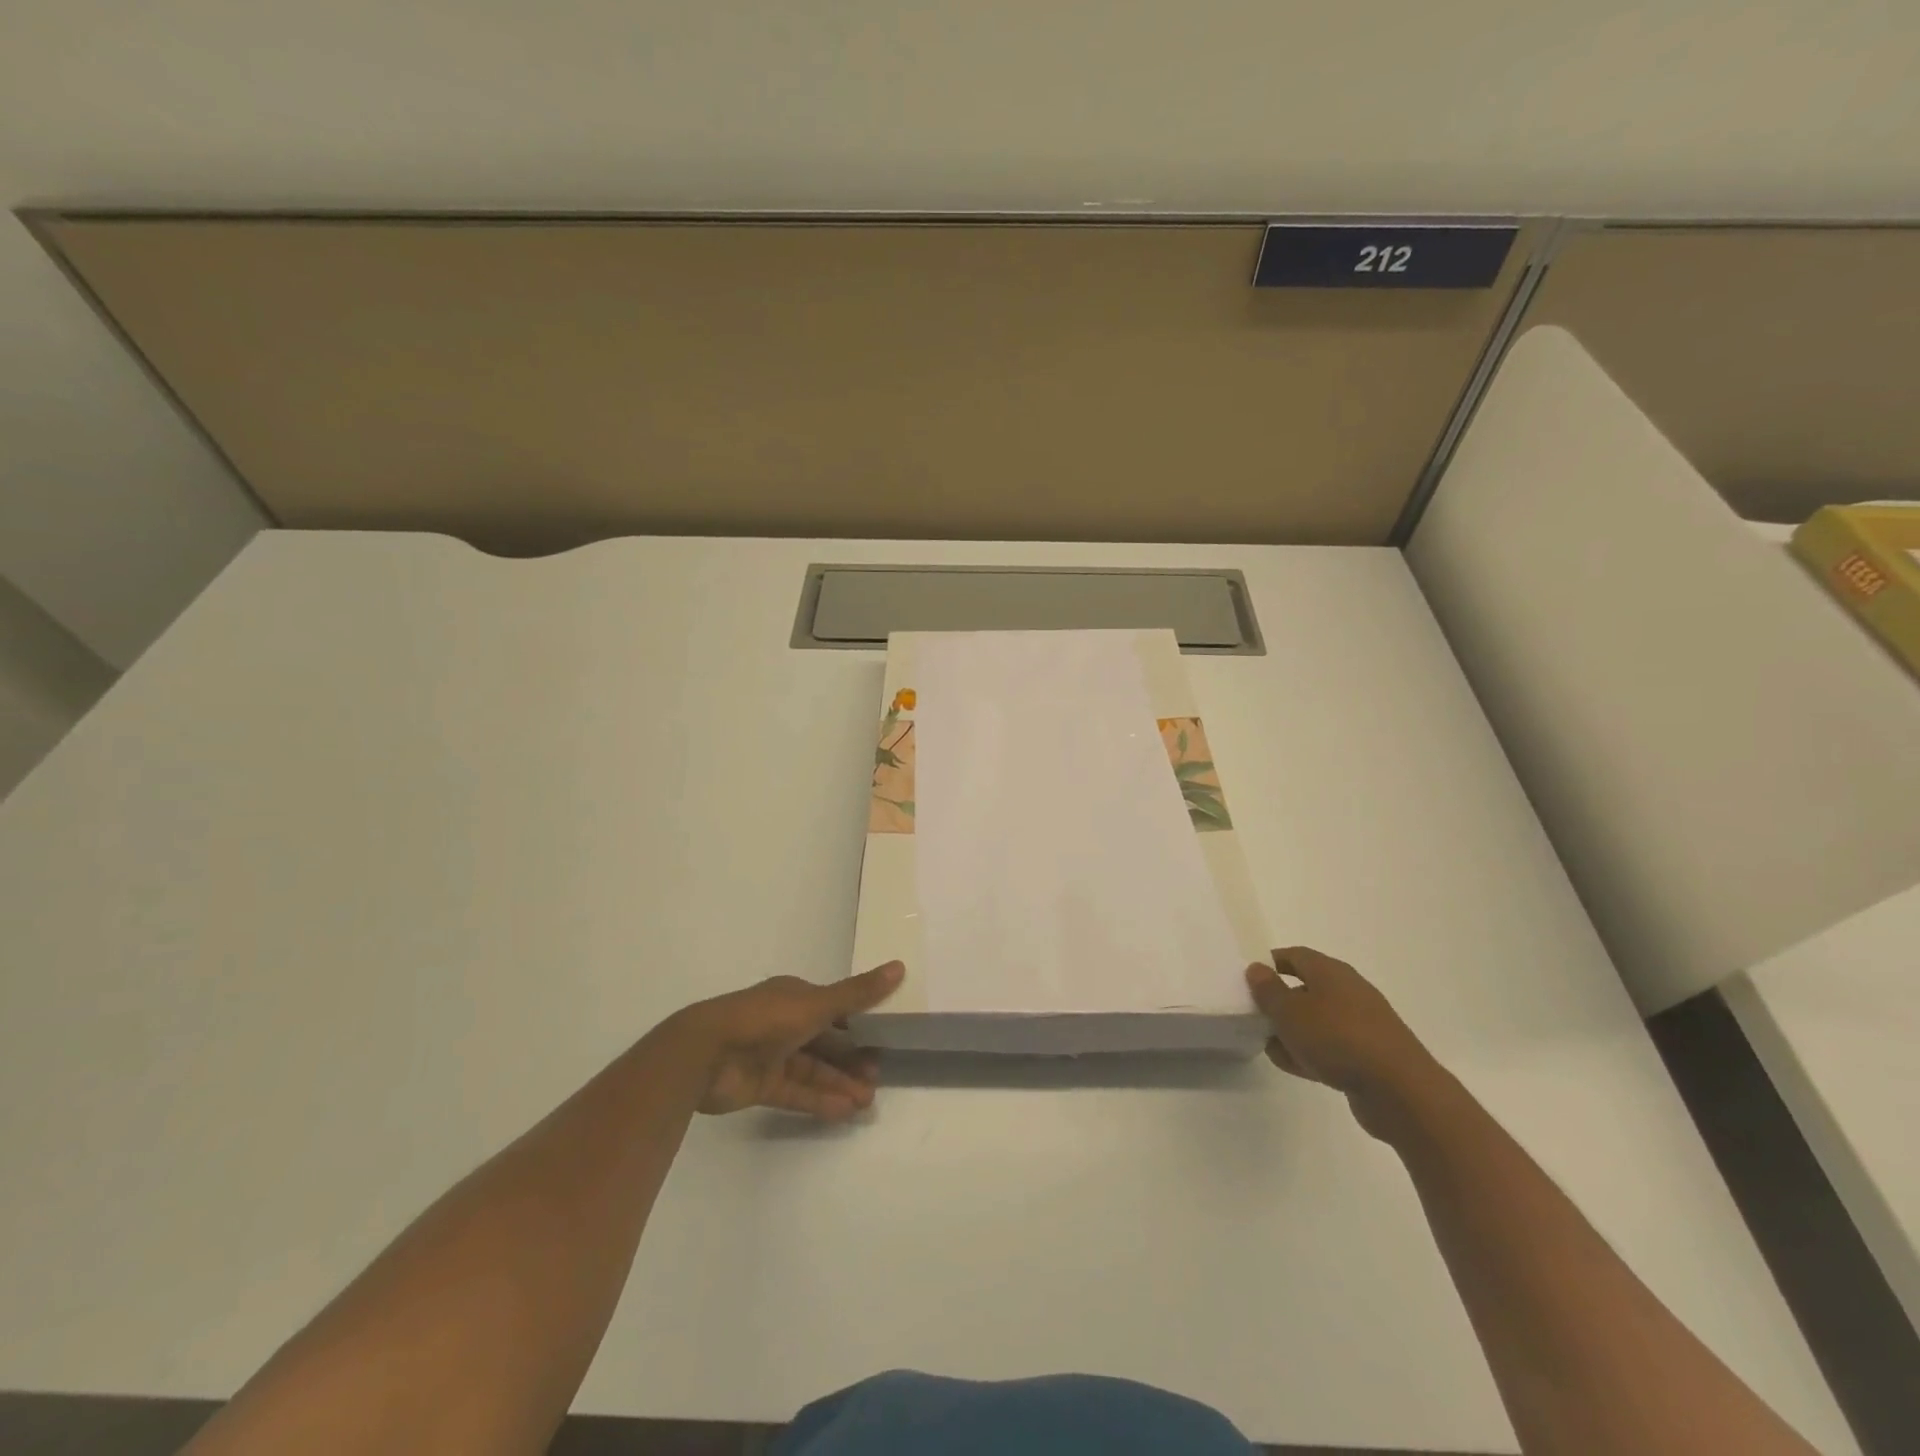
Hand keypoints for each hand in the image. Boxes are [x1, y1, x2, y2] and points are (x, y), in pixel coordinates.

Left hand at [671, 962, 904, 1119]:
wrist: (706, 1054)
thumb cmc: (765, 1018)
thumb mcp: (817, 1003)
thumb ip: (857, 993)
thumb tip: (899, 967)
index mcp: (794, 997)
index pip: (833, 1008)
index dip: (858, 1022)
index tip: (884, 1038)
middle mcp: (784, 1023)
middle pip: (825, 1042)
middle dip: (852, 1059)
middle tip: (878, 1077)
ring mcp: (771, 1055)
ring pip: (813, 1070)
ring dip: (840, 1083)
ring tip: (868, 1101)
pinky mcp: (760, 1086)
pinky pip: (796, 1092)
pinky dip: (819, 1100)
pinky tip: (844, 1111)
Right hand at [1245, 946, 1443, 1139]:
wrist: (1400, 1091)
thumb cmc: (1337, 1038)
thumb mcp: (1290, 1011)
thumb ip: (1268, 990)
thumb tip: (1257, 969)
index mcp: (1331, 972)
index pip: (1295, 956)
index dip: (1271, 963)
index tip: (1249, 978)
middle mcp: (1349, 991)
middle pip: (1306, 988)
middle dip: (1279, 1001)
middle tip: (1255, 1015)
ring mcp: (1362, 1025)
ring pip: (1318, 1020)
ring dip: (1293, 1031)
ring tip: (1270, 1046)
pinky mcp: (1370, 1055)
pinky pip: (1331, 1046)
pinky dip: (1311, 1052)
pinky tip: (1295, 1066)